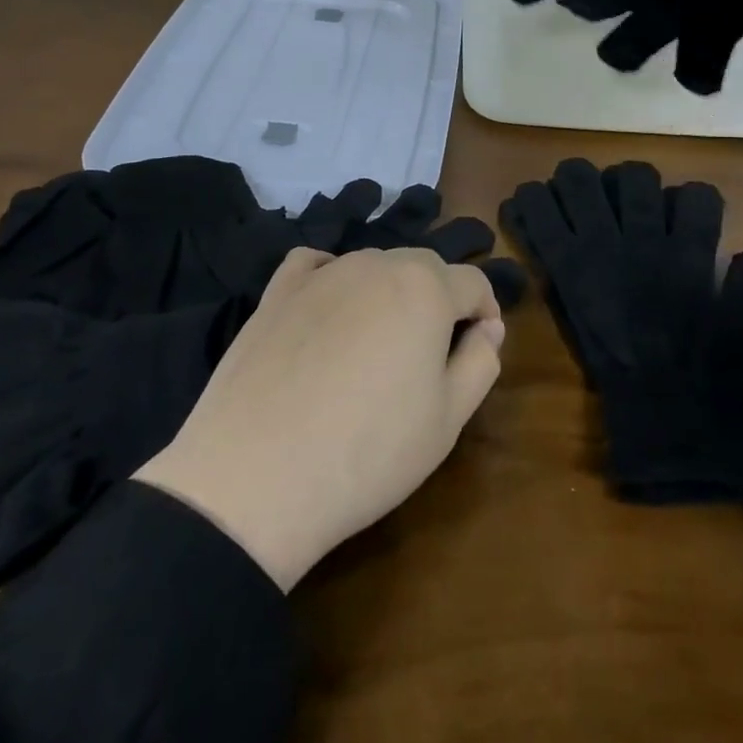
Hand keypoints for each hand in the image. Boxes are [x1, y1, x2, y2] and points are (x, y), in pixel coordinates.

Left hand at [133, 246, 504, 590]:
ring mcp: (322, 274)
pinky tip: (328, 310)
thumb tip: (487, 328)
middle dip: (439, 298)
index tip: (480, 344)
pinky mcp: (276, 291)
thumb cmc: (368, 452)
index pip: (472, 282)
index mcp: (425, 288)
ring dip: (389, 291)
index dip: (485, 311)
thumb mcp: (448, 420)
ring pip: (373, 266)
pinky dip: (332, 278)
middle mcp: (376, 264)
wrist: (256, 479)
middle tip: (431, 352)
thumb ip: (481, 362)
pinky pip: (316, 265)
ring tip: (377, 344)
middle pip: (424, 267)